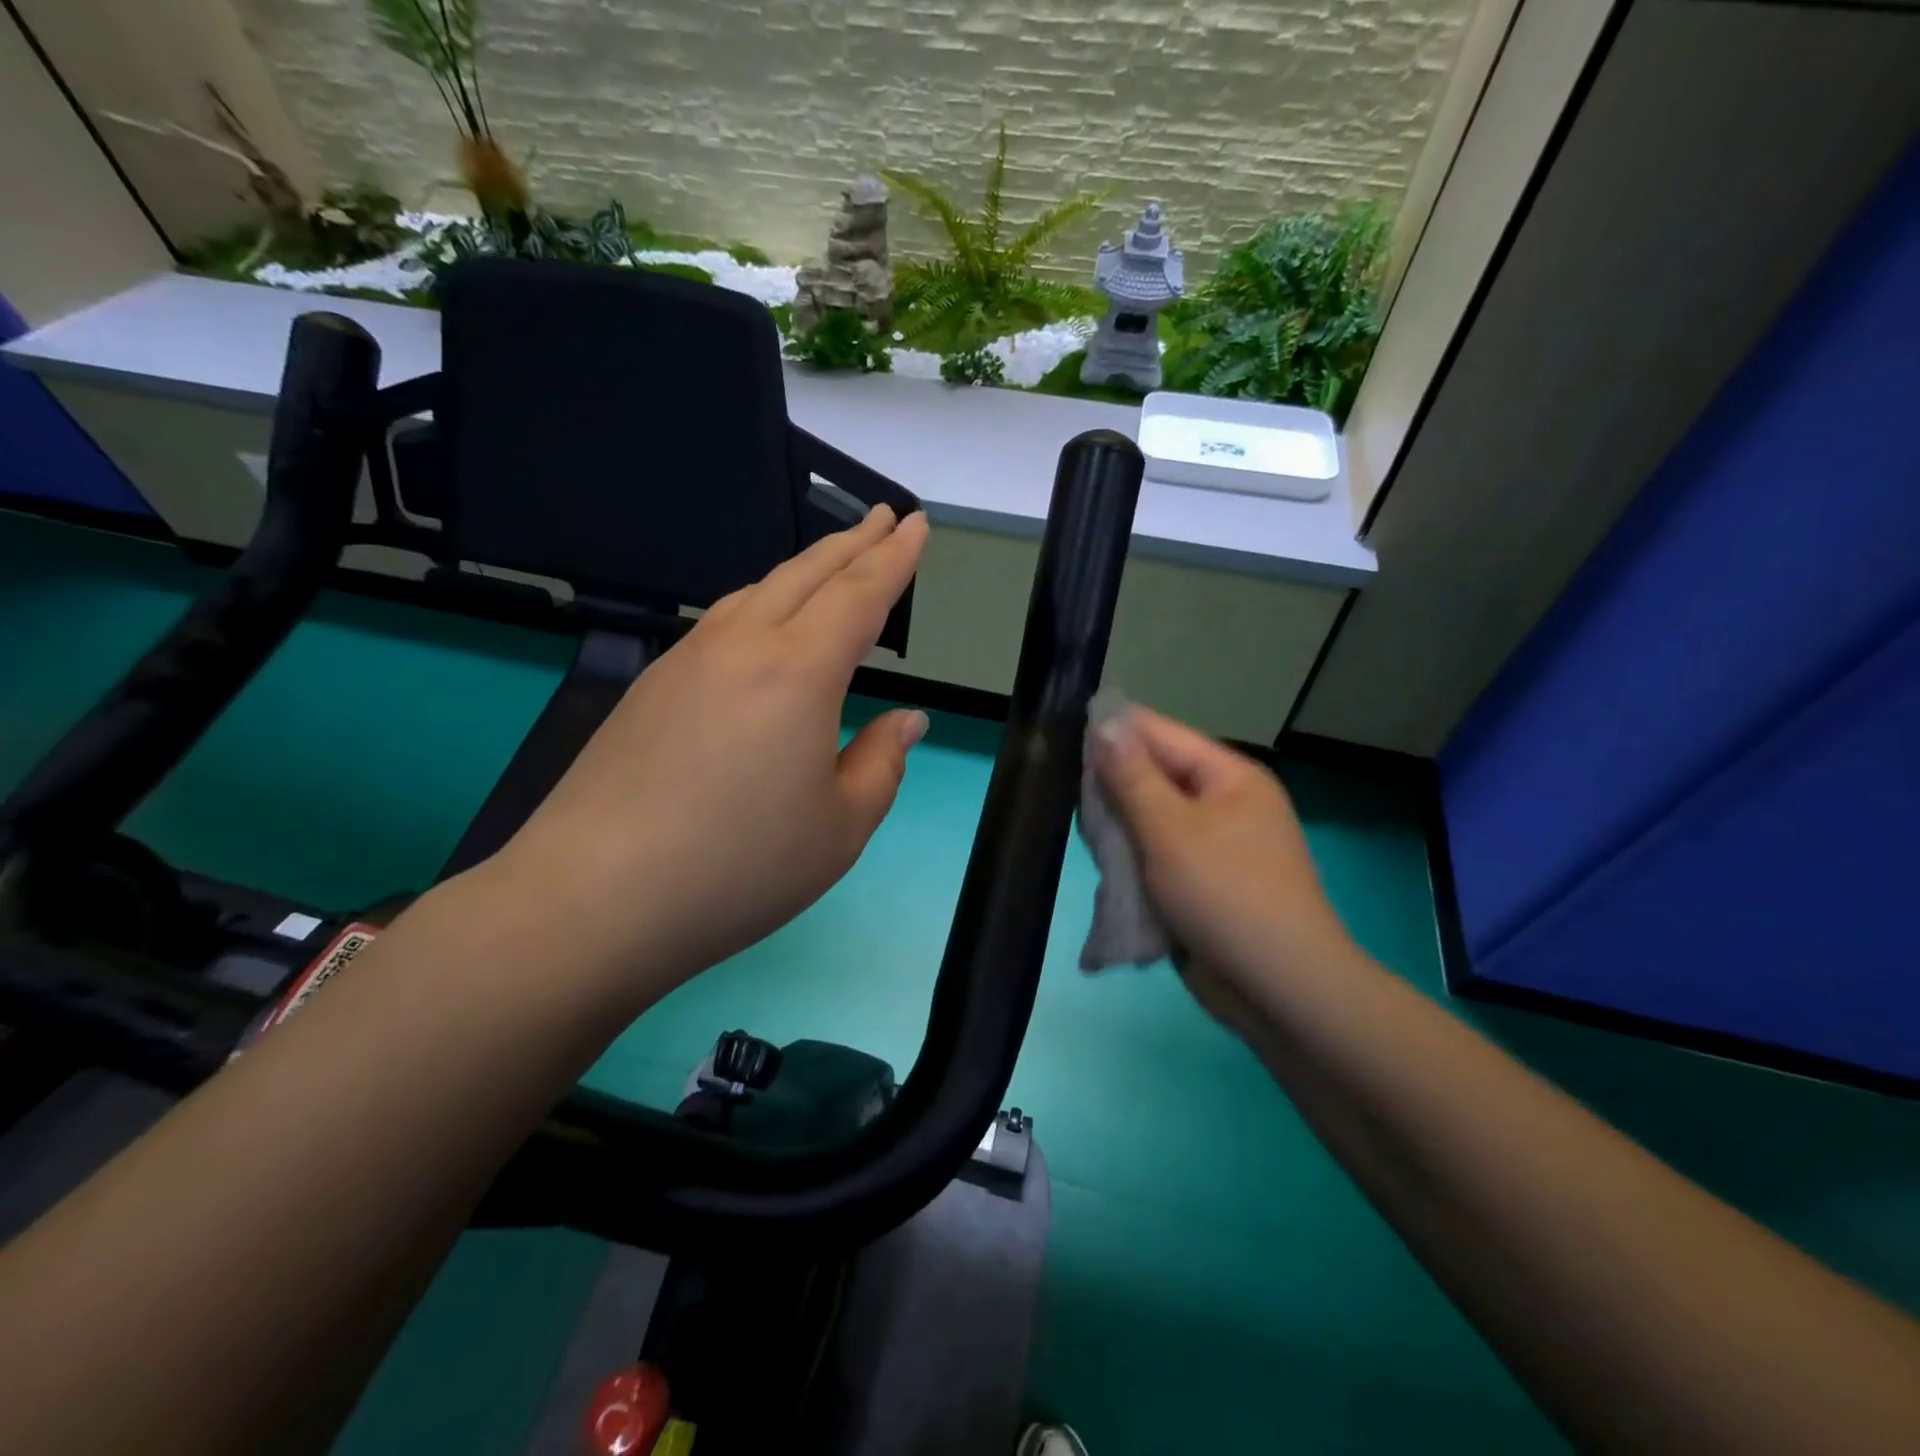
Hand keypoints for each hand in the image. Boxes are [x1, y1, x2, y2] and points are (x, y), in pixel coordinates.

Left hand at [488, 506, 930, 1008]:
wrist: (594, 898)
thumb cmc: (740, 867)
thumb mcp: (842, 828)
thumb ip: (882, 763)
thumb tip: (905, 719)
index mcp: (799, 672)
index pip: (860, 594)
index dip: (895, 556)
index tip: (916, 523)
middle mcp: (741, 646)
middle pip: (807, 574)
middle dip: (853, 542)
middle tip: (884, 517)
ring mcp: (687, 661)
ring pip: (757, 592)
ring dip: (804, 570)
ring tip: (833, 565)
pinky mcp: (650, 687)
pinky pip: (721, 622)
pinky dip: (761, 604)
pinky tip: (763, 627)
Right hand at [1092, 706, 1354, 1032]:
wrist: (1279, 990)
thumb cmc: (1225, 896)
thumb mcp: (1170, 829)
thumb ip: (1132, 776)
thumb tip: (1104, 721)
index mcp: (1228, 777)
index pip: (1160, 734)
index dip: (1113, 732)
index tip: (1060, 736)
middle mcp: (1223, 803)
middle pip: (1154, 776)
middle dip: (1111, 786)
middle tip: (1065, 797)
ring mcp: (1214, 845)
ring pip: (1150, 820)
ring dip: (1118, 828)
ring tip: (1082, 835)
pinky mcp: (1201, 883)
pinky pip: (1156, 855)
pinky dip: (1131, 859)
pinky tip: (1104, 866)